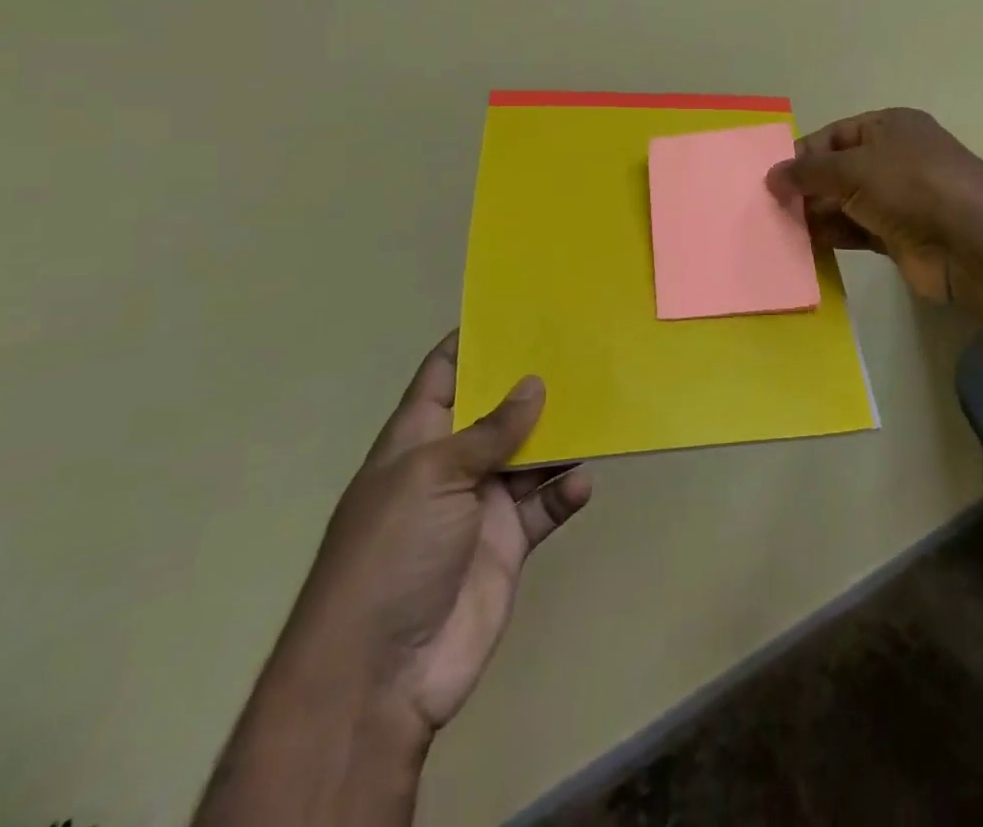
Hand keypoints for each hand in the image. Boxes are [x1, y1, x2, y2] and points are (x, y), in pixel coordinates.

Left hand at [273, 332, 590, 736]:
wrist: (381, 673)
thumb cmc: (392, 552)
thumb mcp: (433, 476)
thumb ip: (490, 430)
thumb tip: (534, 383)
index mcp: (418, 438)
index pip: (444, 375)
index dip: (473, 342)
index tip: (516, 309)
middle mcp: (452, 464)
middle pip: (498, 411)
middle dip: (532, 383)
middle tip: (580, 348)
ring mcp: (482, 505)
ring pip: (530, 455)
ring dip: (560, 435)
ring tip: (600, 404)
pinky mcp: (509, 544)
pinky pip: (546, 506)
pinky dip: (566, 493)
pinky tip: (583, 482)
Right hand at [766, 108, 982, 303]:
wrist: (970, 242)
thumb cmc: (910, 185)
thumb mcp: (853, 167)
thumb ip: (808, 172)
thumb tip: (770, 176)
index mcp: (889, 127)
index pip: (835, 134)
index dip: (803, 153)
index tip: (771, 177)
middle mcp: (894, 159)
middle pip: (838, 170)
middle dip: (805, 187)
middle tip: (768, 206)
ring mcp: (898, 199)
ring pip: (845, 203)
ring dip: (815, 214)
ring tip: (777, 227)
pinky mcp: (898, 236)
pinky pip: (856, 232)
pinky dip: (832, 237)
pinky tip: (803, 246)